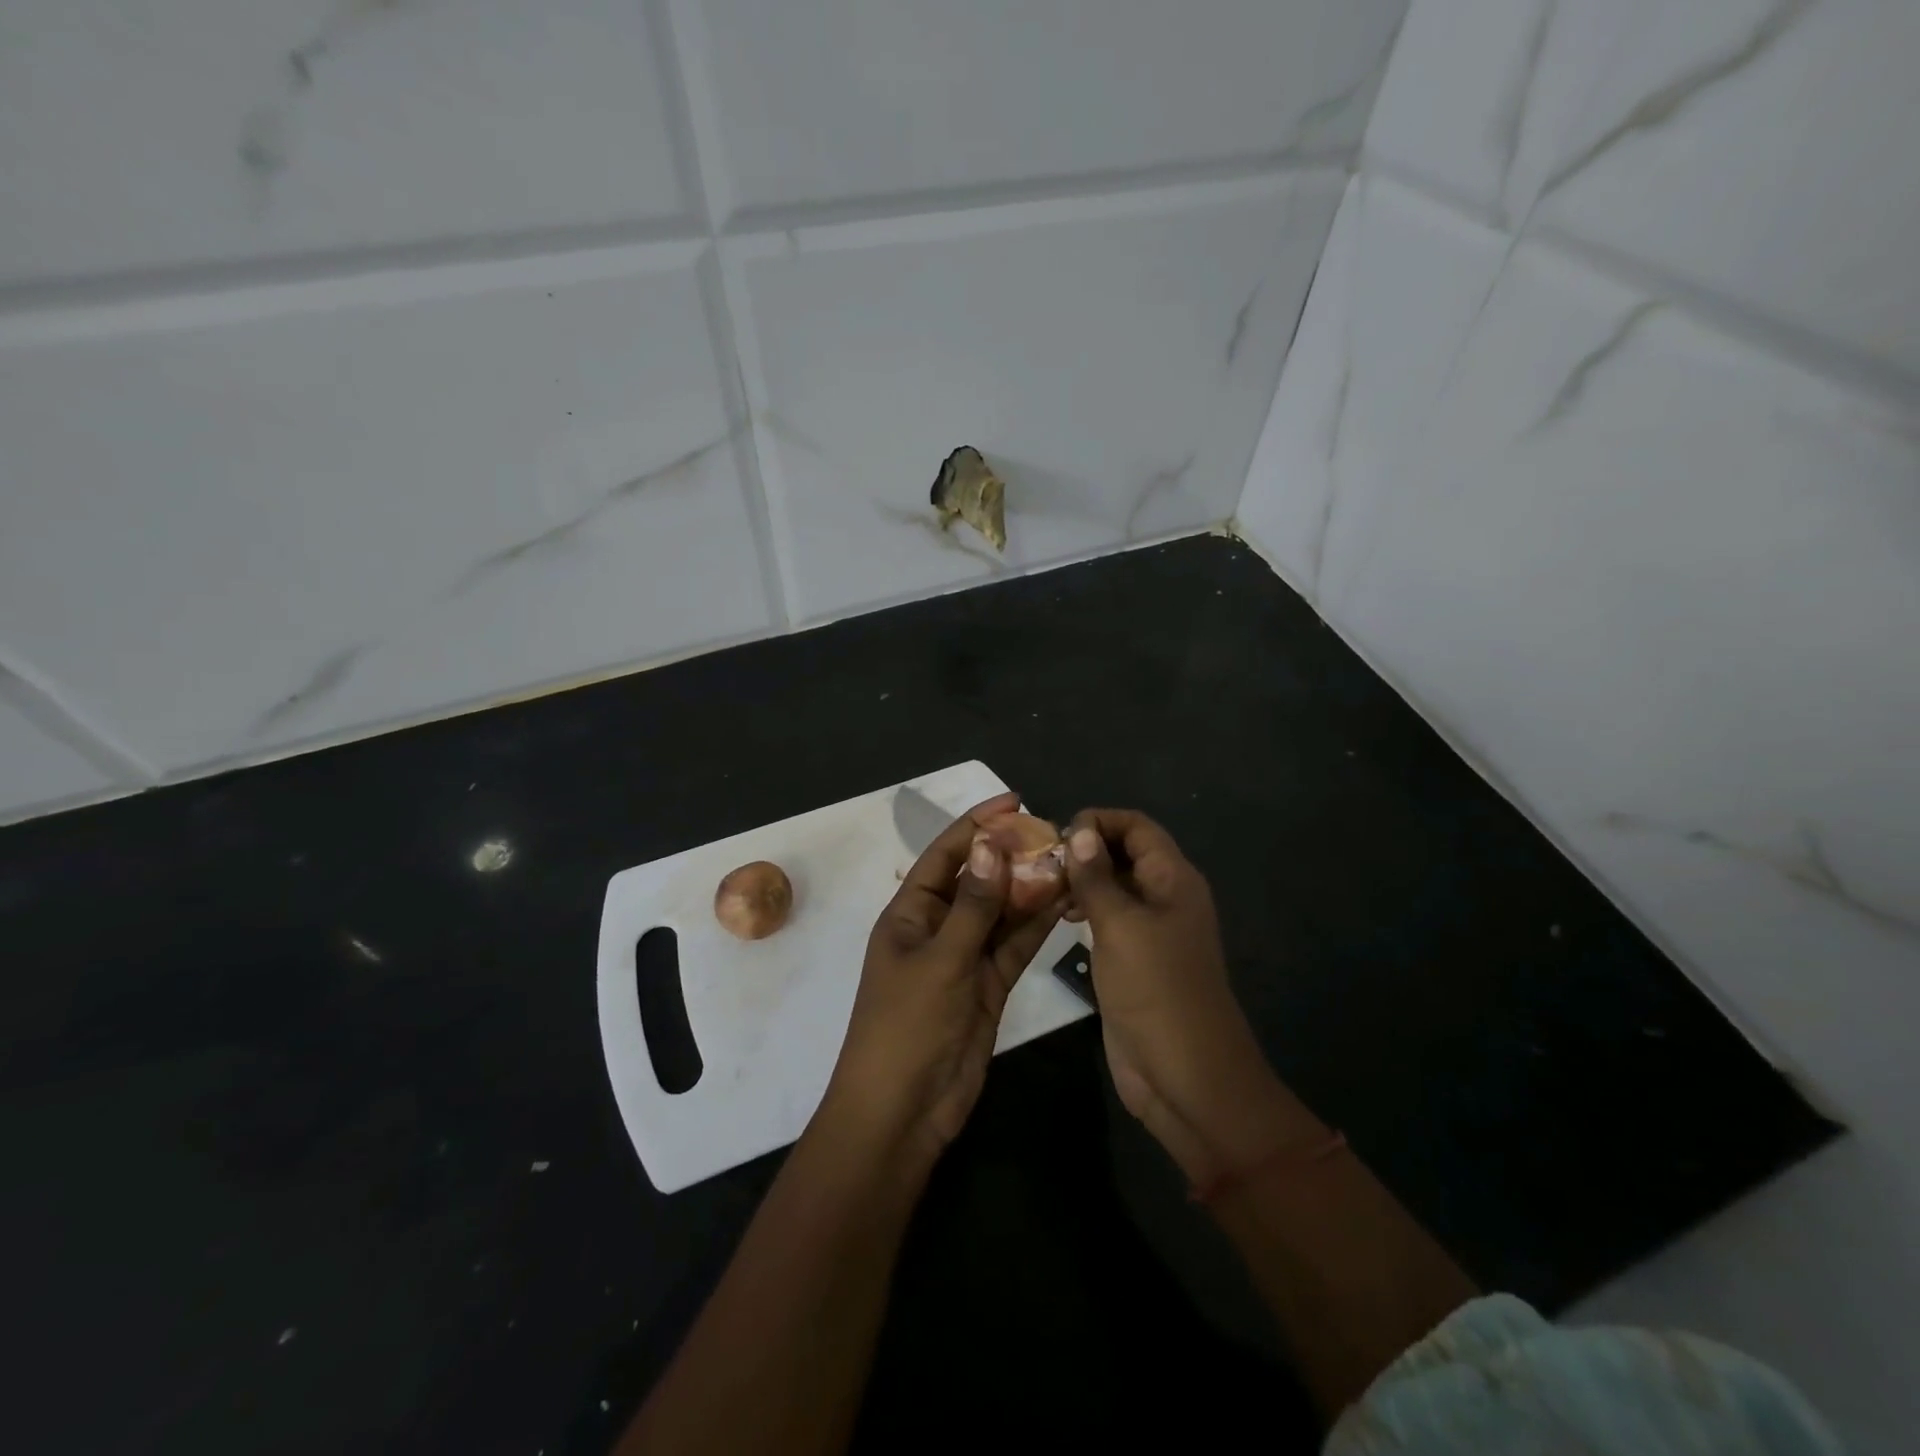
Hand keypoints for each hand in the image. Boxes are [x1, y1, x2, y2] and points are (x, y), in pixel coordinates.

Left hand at [825, 792, 1064, 1164]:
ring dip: (1031, 888)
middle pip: (979, 880)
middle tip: (1056, 834)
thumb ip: (973, 905)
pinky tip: (1064, 901)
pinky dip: (1036, 925)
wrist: (904, 1112)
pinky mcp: (988, 985)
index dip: (978, 825)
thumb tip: (993, 845)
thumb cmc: (907, 1027)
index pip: (946, 855)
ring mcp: (965, 958)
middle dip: (1012, 856)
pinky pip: (1014, 945)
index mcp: (910, 913)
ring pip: (1002, 912)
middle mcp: (938, 927)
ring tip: (1069, 861)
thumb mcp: (940, 961)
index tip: (1015, 801)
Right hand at [1063, 809, 1300, 1184]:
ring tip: (1042, 885)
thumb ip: (1097, 877)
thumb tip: (1080, 831)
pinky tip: (1058, 916)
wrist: (1186, 1077)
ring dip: (1082, 879)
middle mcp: (1165, 897)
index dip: (1100, 820)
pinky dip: (1085, 909)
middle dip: (1086, 849)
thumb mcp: (1121, 927)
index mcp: (1173, 880)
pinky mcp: (1135, 960)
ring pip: (1114, 886)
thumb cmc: (1157, 991)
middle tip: (1039, 860)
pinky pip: (1109, 919)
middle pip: (1125, 853)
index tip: (1058, 834)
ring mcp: (1150, 931)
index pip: (1137, 827)